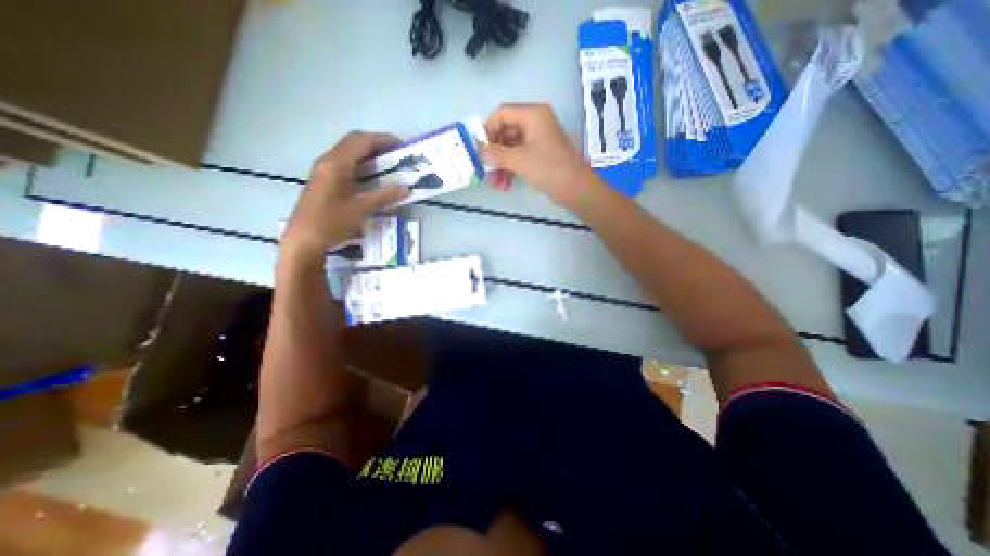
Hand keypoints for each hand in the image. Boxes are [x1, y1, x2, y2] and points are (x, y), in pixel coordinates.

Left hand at [279, 134, 407, 264]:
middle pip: (354, 143)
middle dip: (377, 146)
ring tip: (390, 165)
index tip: (402, 146)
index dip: (382, 139)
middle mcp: (328, 161)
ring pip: (349, 154)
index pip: (360, 141)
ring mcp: (324, 171)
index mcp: (336, 164)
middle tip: (397, 155)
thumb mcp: (362, 209)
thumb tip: (407, 188)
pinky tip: (373, 179)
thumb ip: (385, 196)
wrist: (304, 240)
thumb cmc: (332, 222)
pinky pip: (346, 165)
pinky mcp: (325, 182)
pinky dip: (362, 166)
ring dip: (370, 155)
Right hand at [483, 101, 594, 208]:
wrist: (576, 189)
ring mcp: (538, 139)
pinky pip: (520, 157)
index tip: (479, 149)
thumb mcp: (519, 160)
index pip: (502, 114)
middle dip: (495, 154)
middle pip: (506, 132)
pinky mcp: (540, 154)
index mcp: (533, 115)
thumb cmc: (549, 169)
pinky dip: (511, 169)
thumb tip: (479, 150)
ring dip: (502, 165)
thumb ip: (497, 154)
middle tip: (486, 170)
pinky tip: (506, 185)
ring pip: (512, 148)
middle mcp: (535, 122)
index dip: (488, 130)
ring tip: (496, 184)